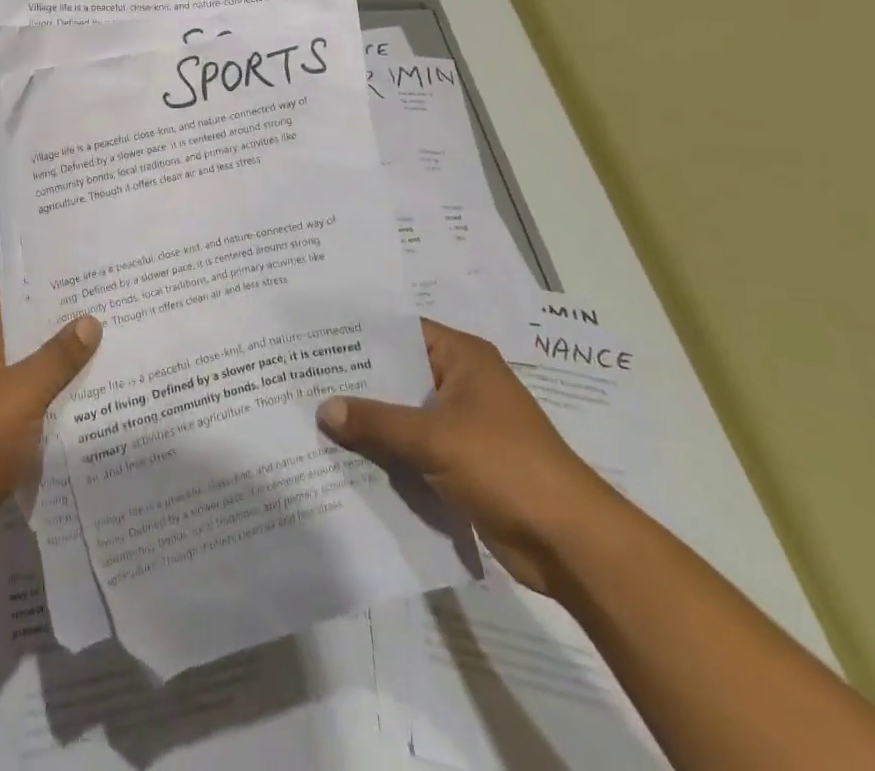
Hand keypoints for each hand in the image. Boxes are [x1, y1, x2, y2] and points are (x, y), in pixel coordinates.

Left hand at [0, 286, 100, 585]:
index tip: (93, 276)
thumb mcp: (18, 397)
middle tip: (116, 309)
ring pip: (28, 368)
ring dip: (63, 365)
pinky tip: (95, 396)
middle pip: (23, 330)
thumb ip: (56, 358)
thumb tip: (90, 321)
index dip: (50, 283)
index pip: (11, 293)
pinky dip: (54, 398)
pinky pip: (28, 402)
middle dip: (65, 324)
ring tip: (116, 347)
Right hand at [317, 318, 620, 593]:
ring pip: (404, 413)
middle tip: (304, 377)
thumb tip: (323, 408)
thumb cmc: (505, 466)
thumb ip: (376, 421)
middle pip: (399, 373)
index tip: (316, 337)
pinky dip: (388, 452)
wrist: (570, 543)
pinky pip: (415, 448)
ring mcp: (463, 424)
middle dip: (357, 381)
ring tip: (313, 415)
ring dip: (370, 421)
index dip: (360, 334)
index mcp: (463, 357)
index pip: (400, 331)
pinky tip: (347, 456)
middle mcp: (461, 382)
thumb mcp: (434, 438)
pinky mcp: (463, 462)